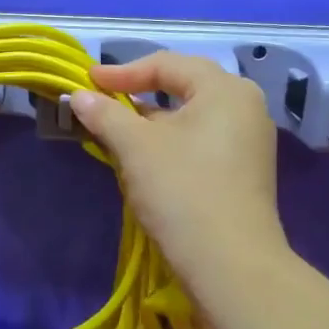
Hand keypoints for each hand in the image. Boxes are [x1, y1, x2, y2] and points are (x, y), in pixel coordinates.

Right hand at [69, 53, 285, 280]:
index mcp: (226, 89)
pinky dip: (171, 143)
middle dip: (138, 94)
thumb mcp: (135, 147)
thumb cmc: (182, 190)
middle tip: (102, 102)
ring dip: (152, 122)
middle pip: (183, 87)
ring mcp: (249, 142)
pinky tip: (146, 160)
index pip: (167, 64)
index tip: (87, 82)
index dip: (122, 71)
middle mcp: (245, 107)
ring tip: (117, 132)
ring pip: (191, 118)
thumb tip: (79, 96)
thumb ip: (105, 114)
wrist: (230, 264)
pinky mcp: (244, 172)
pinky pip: (202, 142)